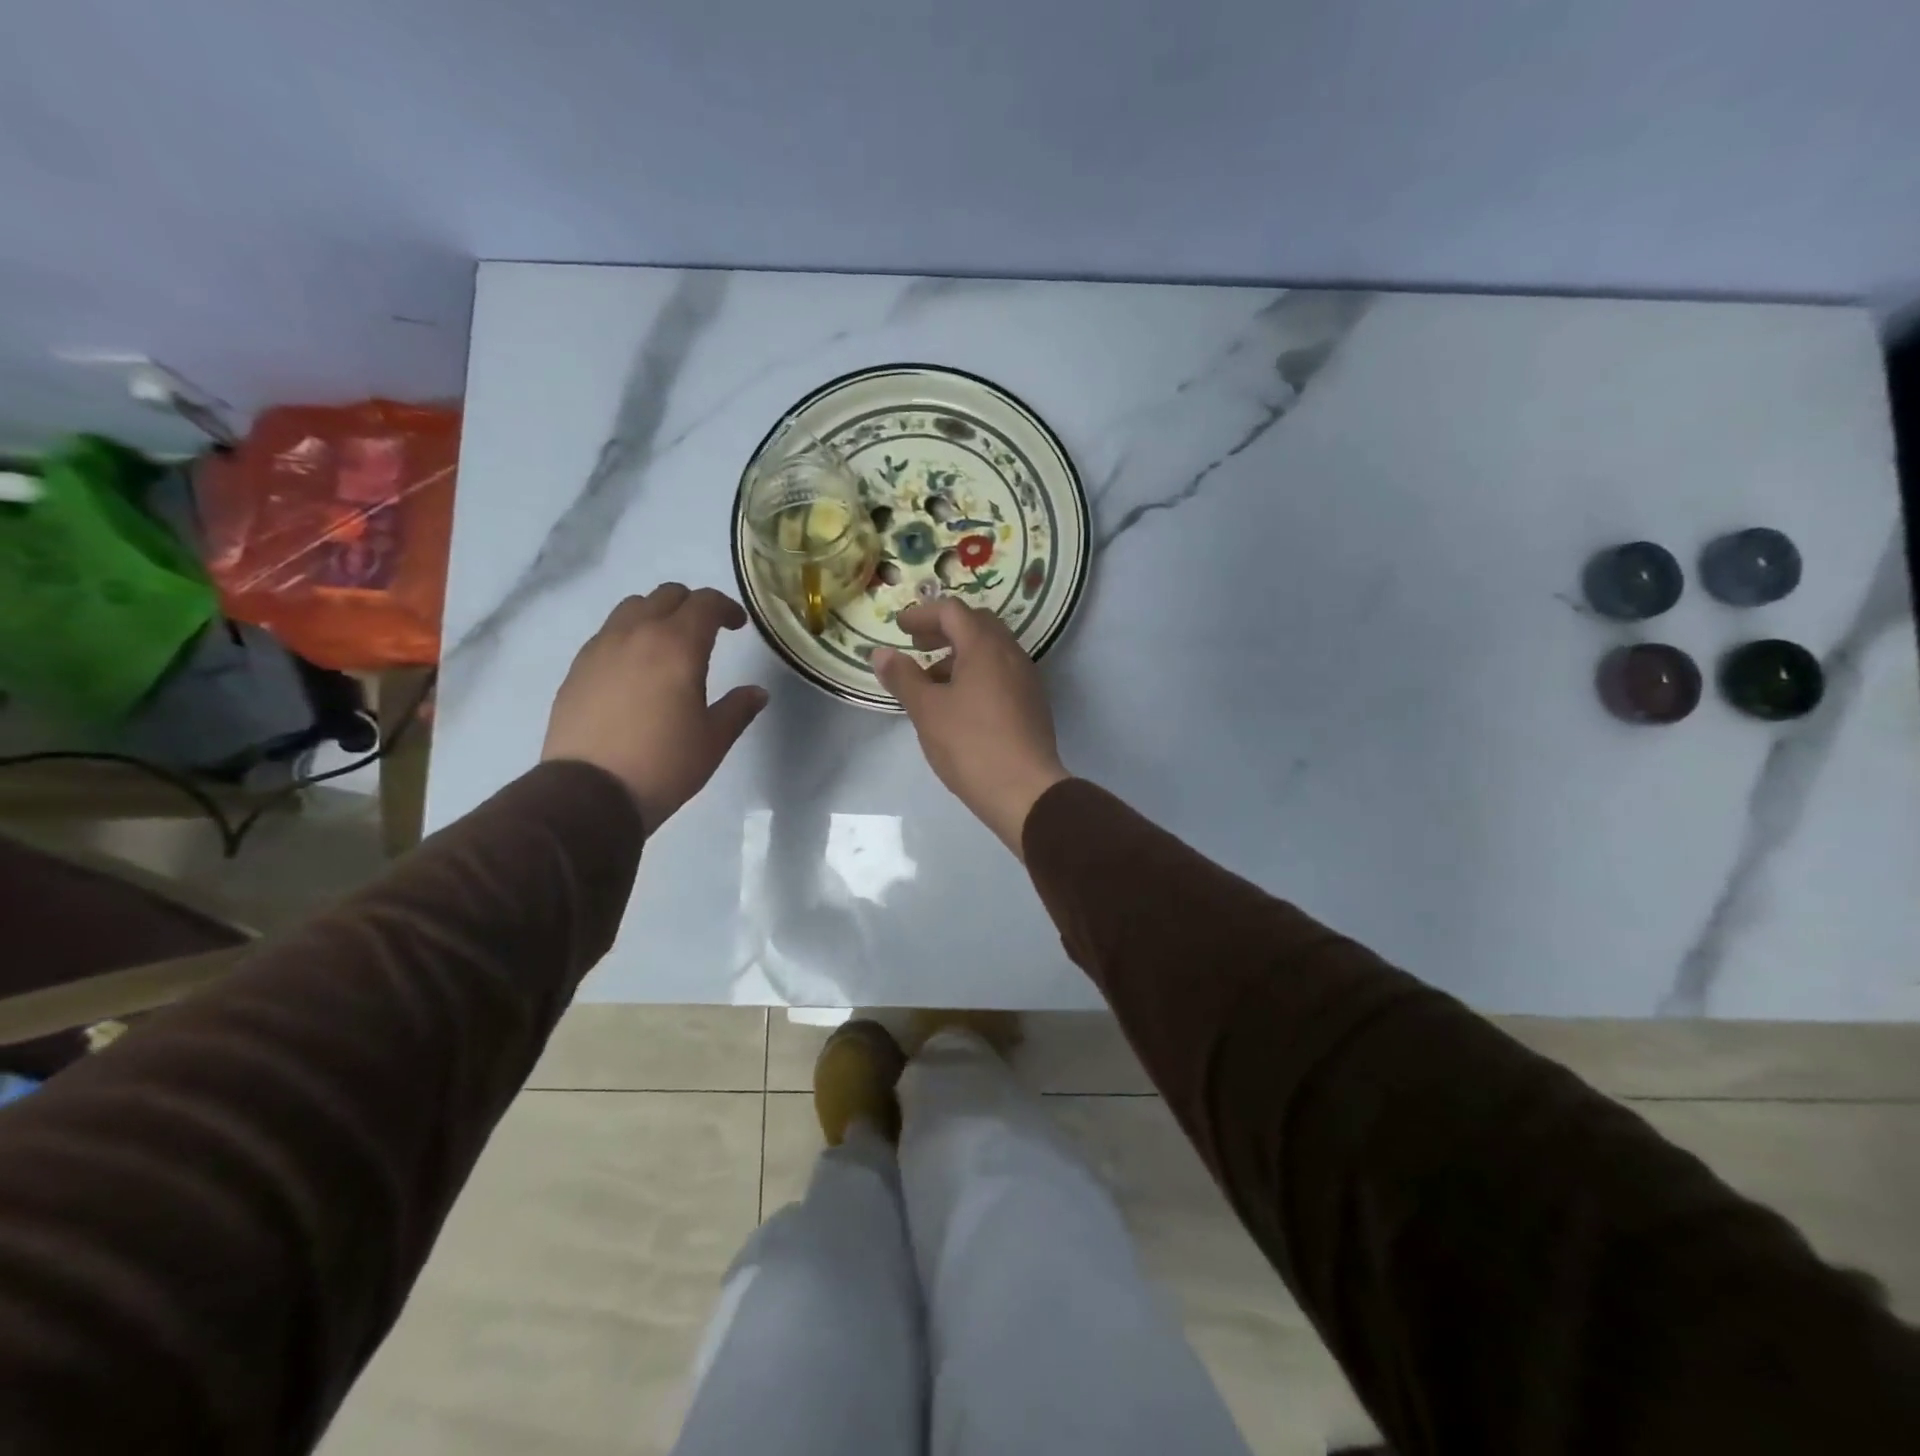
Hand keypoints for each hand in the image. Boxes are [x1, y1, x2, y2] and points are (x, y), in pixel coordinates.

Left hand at [542, 584, 767, 831]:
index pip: (705, 603)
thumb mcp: (713, 740)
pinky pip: (607, 634)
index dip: (726, 608)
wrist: (590, 793)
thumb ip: (738, 709)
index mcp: (677, 645)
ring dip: (656, 615)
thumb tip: (757, 692)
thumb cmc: (664, 764)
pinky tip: (635, 670)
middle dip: (691, 606)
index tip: (737, 626)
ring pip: (631, 608)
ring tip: (667, 646)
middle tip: (706, 631)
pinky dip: (628, 637)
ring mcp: (600, 648)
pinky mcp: (577, 669)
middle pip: (666, 595)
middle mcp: (636, 634)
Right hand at [871, 599, 1069, 856]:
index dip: (922, 614)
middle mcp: (1011, 654)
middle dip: (943, 630)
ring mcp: (1026, 679)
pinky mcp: (1032, 704)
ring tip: (932, 682)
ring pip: (991, 651)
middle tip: (917, 646)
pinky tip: (959, 704)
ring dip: (960, 655)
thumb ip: (903, 677)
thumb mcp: (927, 710)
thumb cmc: (971, 745)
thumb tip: (881, 653)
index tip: (899, 627)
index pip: (953, 611)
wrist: (1026, 791)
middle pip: (976, 625)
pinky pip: (1001, 673)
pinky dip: (977, 674)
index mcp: (985, 647)